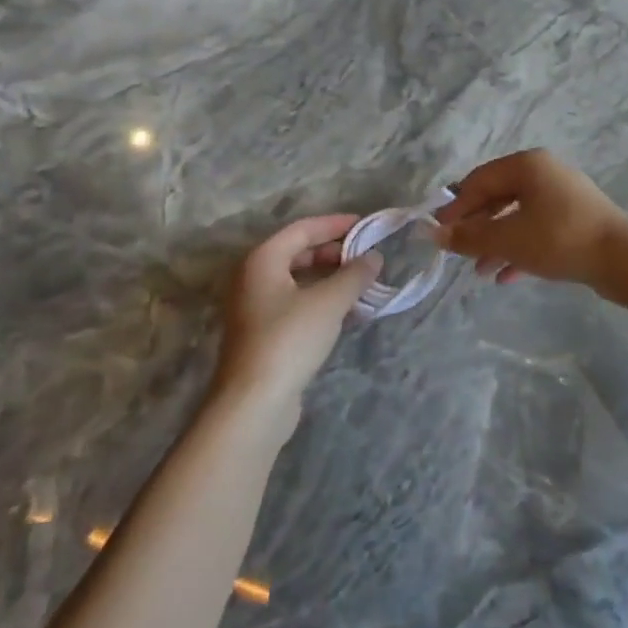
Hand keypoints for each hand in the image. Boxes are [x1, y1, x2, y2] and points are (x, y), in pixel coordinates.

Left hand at [216, 215, 379, 426]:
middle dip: (333, 252)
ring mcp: (254, 308)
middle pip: (297, 252)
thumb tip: (374, 257)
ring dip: (329, 277)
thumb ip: (354, 275)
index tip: (365, 226)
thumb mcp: (329, 302)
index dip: (335, 224)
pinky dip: (320, 299)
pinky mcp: (262, 334)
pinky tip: (346, 311)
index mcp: (262, 260)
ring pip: (297, 280)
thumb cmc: (289, 339)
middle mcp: (252, 278)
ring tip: (361, 282)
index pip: (302, 229)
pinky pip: (295, 303)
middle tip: (365, 256)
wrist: (253, 403)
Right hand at [433, 150, 627, 287]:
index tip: (438, 232)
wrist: (621, 259)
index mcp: (527, 165)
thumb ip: (469, 236)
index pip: (479, 180)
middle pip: (498, 197)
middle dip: (477, 226)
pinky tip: (505, 276)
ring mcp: (564, 197)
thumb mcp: (507, 239)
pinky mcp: (576, 220)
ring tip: (480, 271)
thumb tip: (434, 233)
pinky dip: (520, 249)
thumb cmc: (558, 239)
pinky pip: (539, 230)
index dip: (455, 206)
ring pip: (518, 216)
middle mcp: (545, 173)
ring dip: (496, 242)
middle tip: (458, 251)